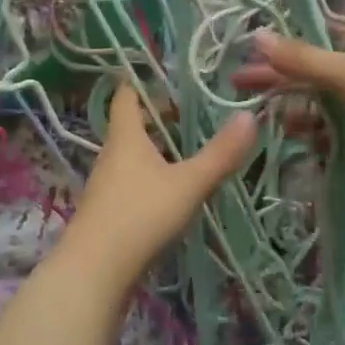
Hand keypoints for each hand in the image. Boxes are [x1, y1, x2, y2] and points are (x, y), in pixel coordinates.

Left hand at [53, 84, 257, 285]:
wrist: (94, 271)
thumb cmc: (140, 215)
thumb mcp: (188, 184)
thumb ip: (220, 153)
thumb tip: (249, 116)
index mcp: (125, 137)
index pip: (127, 96)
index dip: (142, 81)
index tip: (166, 72)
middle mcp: (111, 155)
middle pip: (133, 125)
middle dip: (160, 117)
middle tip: (194, 112)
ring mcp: (107, 185)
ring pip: (133, 155)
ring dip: (158, 148)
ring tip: (190, 149)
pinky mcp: (108, 212)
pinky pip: (133, 181)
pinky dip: (153, 175)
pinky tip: (173, 190)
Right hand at [236, 32, 344, 211]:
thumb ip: (301, 59)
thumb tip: (256, 35)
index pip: (315, 43)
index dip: (283, 46)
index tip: (250, 52)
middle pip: (309, 77)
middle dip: (276, 79)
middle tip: (237, 85)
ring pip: (314, 108)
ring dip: (289, 109)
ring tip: (260, 114)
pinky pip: (325, 137)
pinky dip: (307, 136)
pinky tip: (290, 136)